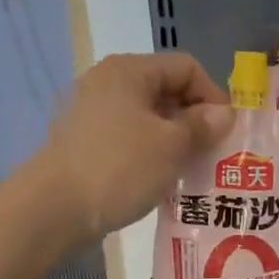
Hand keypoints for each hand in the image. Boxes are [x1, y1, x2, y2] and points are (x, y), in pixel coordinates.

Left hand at [28, 53, 231, 247]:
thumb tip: (224, 113)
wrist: (52, 210)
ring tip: (193, 170)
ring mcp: (94, 114)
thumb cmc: (119, 168)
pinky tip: (164, 180)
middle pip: (168, 91)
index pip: (186, 68)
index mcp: (129, 71)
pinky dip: (152, 154)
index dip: (213, 96)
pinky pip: (131, 139)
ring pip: (150, 119)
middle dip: (196, 121)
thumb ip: (202, 125)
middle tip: (214, 154)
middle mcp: (109, 83)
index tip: (226, 132)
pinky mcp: (87, 143)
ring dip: (176, 141)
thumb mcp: (171, 145)